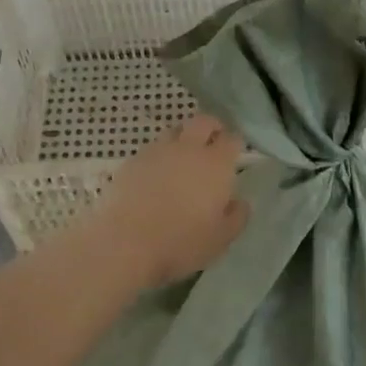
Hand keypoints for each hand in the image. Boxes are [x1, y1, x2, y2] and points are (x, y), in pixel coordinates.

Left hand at [91, 114, 248, 288]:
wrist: (125, 242)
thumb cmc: (180, 243)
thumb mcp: (220, 240)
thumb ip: (236, 217)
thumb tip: (240, 202)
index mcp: (216, 164)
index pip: (233, 139)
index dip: (235, 144)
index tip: (235, 155)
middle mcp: (189, 148)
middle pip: (203, 121)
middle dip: (212, 127)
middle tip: (213, 143)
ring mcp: (158, 150)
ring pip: (176, 130)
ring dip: (184, 138)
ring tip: (183, 160)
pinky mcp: (133, 159)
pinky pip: (153, 148)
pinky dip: (160, 155)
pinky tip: (156, 175)